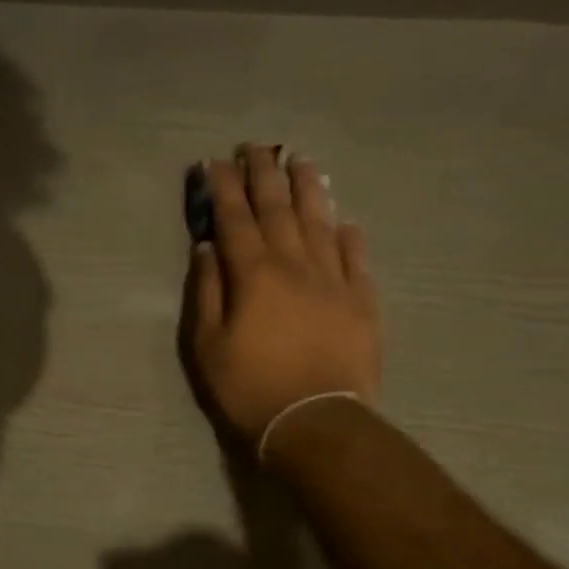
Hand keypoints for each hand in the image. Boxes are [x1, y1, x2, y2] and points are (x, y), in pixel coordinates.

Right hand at [184, 144, 380, 451]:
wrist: (314, 421)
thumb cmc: (249, 388)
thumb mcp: (206, 346)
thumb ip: (206, 292)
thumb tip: (207, 248)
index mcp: (254, 274)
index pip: (235, 219)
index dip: (225, 188)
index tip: (216, 162)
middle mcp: (295, 265)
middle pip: (278, 209)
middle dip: (264, 174)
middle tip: (256, 147)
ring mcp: (334, 280)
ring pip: (321, 222)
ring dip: (308, 189)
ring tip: (301, 162)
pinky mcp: (362, 301)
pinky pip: (356, 257)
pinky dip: (348, 235)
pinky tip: (344, 220)